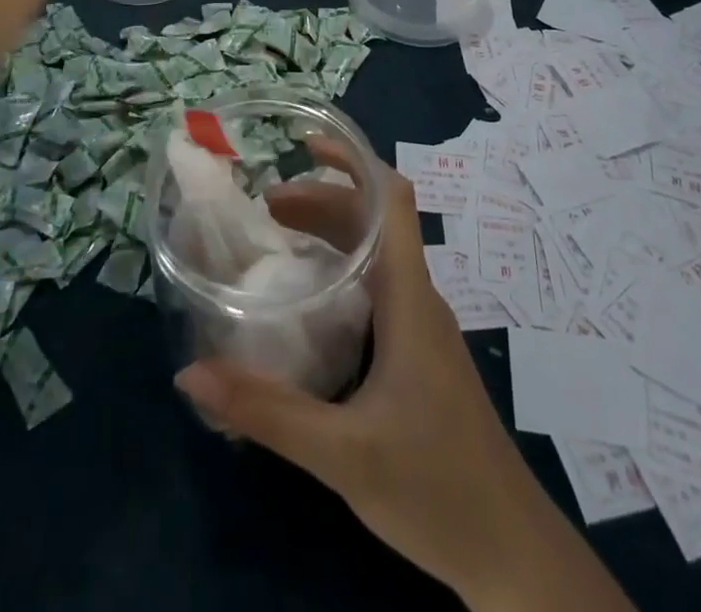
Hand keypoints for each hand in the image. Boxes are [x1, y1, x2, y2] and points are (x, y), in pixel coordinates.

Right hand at [176, 169, 632, 611]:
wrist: (511, 553)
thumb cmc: (435, 488)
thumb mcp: (340, 453)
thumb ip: (266, 411)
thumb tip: (189, 374)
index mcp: (408, 296)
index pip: (392, 198)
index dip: (353, 160)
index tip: (305, 146)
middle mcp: (417, 297)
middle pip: (374, 221)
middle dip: (322, 200)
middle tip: (265, 209)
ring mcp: (421, 327)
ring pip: (376, 255)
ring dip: (330, 235)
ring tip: (277, 242)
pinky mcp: (419, 354)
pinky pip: (378, 287)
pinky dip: (341, 271)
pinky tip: (309, 303)